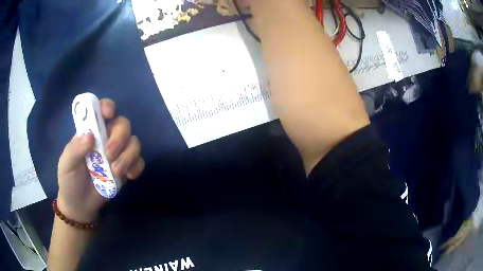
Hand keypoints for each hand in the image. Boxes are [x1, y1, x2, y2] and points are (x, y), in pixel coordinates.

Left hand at [57, 99, 144, 222]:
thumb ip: (75, 149)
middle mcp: (106, 138)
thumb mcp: (67, 164)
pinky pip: (139, 161)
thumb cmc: (70, 180)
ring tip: (116, 171)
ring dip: (128, 155)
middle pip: (123, 124)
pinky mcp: (126, 168)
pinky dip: (136, 166)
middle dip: (119, 137)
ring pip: (134, 142)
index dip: (107, 106)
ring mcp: (118, 153)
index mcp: (90, 131)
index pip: (101, 110)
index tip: (108, 114)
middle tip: (109, 155)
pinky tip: (129, 176)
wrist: (80, 205)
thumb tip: (90, 136)